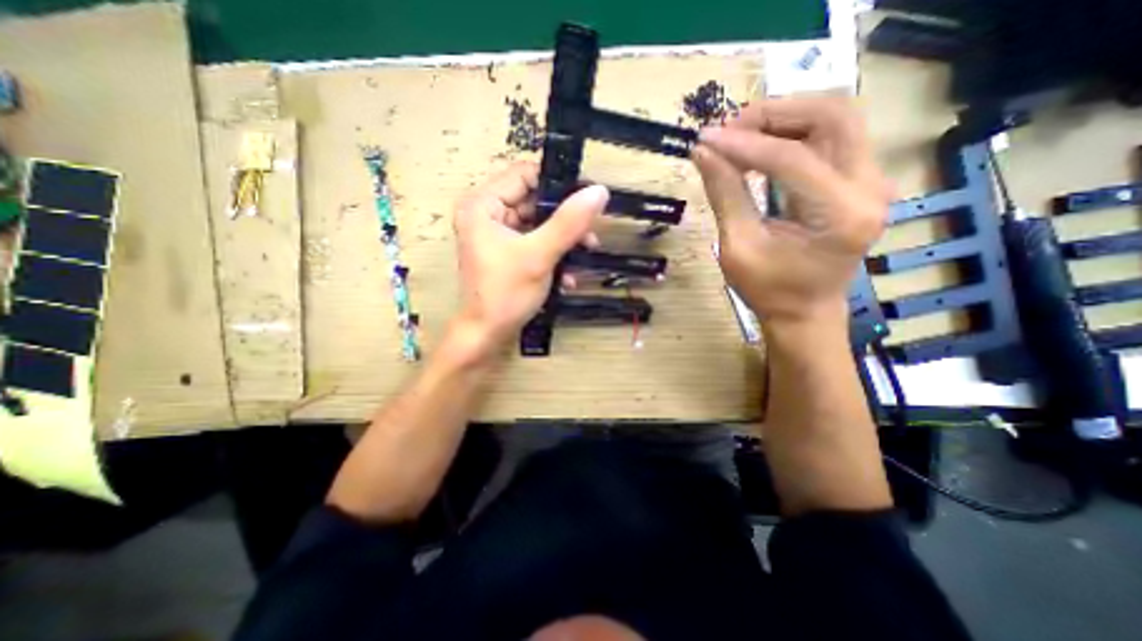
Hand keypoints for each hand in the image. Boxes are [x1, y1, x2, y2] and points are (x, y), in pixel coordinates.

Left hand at [452, 163, 605, 354]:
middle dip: (565, 219)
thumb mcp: (539, 255)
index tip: (587, 199)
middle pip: (534, 200)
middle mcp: (487, 213)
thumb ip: (569, 222)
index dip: (557, 184)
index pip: (525, 174)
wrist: (486, 335)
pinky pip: (534, 242)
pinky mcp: (506, 252)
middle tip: (590, 234)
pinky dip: (552, 254)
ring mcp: (497, 234)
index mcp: (483, 204)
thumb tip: (599, 191)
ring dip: (563, 240)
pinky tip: (567, 276)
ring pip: (538, 223)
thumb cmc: (505, 294)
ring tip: (585, 254)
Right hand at [685, 99, 890, 331]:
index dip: (744, 144)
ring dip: (785, 116)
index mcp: (839, 215)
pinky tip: (762, 144)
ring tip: (741, 133)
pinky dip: (795, 130)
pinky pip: (833, 135)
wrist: (804, 311)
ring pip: (836, 117)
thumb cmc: (769, 289)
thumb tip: (703, 152)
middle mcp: (870, 188)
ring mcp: (872, 180)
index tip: (706, 139)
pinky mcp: (861, 180)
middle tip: (729, 127)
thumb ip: (725, 195)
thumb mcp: (739, 247)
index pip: (791, 158)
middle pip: (832, 116)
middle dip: (774, 114)